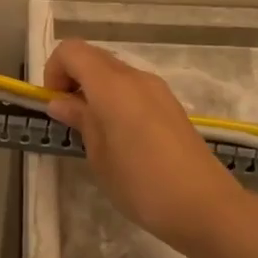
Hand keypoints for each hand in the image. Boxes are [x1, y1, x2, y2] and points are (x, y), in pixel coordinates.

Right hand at [44, 38, 248, 253]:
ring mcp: (157, 90)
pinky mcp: (170, 106)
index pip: (71, 51)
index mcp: (112, 85)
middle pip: (93, 57)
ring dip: (94, 91)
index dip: (54, 71)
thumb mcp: (99, 155)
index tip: (54, 105)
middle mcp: (136, 77)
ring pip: (114, 73)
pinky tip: (120, 138)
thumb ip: (80, 120)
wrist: (204, 206)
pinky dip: (116, 100)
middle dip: (72, 79)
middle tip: (69, 119)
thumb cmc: (140, 184)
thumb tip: (61, 102)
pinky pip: (133, 89)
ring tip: (93, 132)